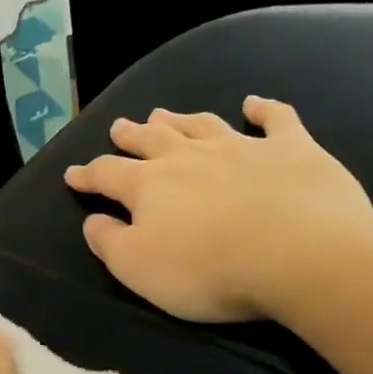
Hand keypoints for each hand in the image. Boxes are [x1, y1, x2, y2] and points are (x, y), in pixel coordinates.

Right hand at [63, 97, 372, 325]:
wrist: (300, 255)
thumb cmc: (207, 270)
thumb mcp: (138, 269)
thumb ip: (109, 242)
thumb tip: (93, 220)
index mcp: (149, 186)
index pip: (108, 174)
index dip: (88, 175)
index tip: (72, 174)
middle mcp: (190, 157)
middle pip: (152, 140)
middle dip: (131, 135)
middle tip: (119, 127)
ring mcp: (243, 147)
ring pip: (202, 125)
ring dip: (180, 120)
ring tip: (163, 114)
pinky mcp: (293, 149)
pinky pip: (275, 119)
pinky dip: (262, 109)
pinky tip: (253, 103)